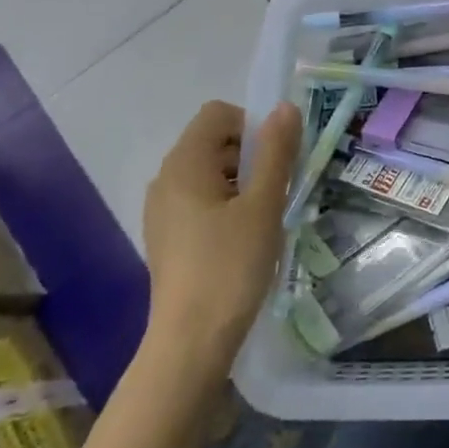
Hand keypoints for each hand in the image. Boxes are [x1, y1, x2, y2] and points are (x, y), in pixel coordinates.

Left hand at [142, 100, 301, 371]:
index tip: (277, 162)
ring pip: (209, 174)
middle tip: (278, 192)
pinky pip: (200, 201)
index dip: (252, 125)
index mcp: (184, 164)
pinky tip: (244, 239)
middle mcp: (166, 179)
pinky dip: (226, 206)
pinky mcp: (167, 236)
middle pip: (213, 142)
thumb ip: (275, 152)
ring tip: (265, 219)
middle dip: (251, 156)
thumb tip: (286, 108)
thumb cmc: (231, 265)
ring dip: (242, 183)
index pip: (218, 114)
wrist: (192, 339)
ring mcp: (162, 210)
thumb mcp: (264, 205)